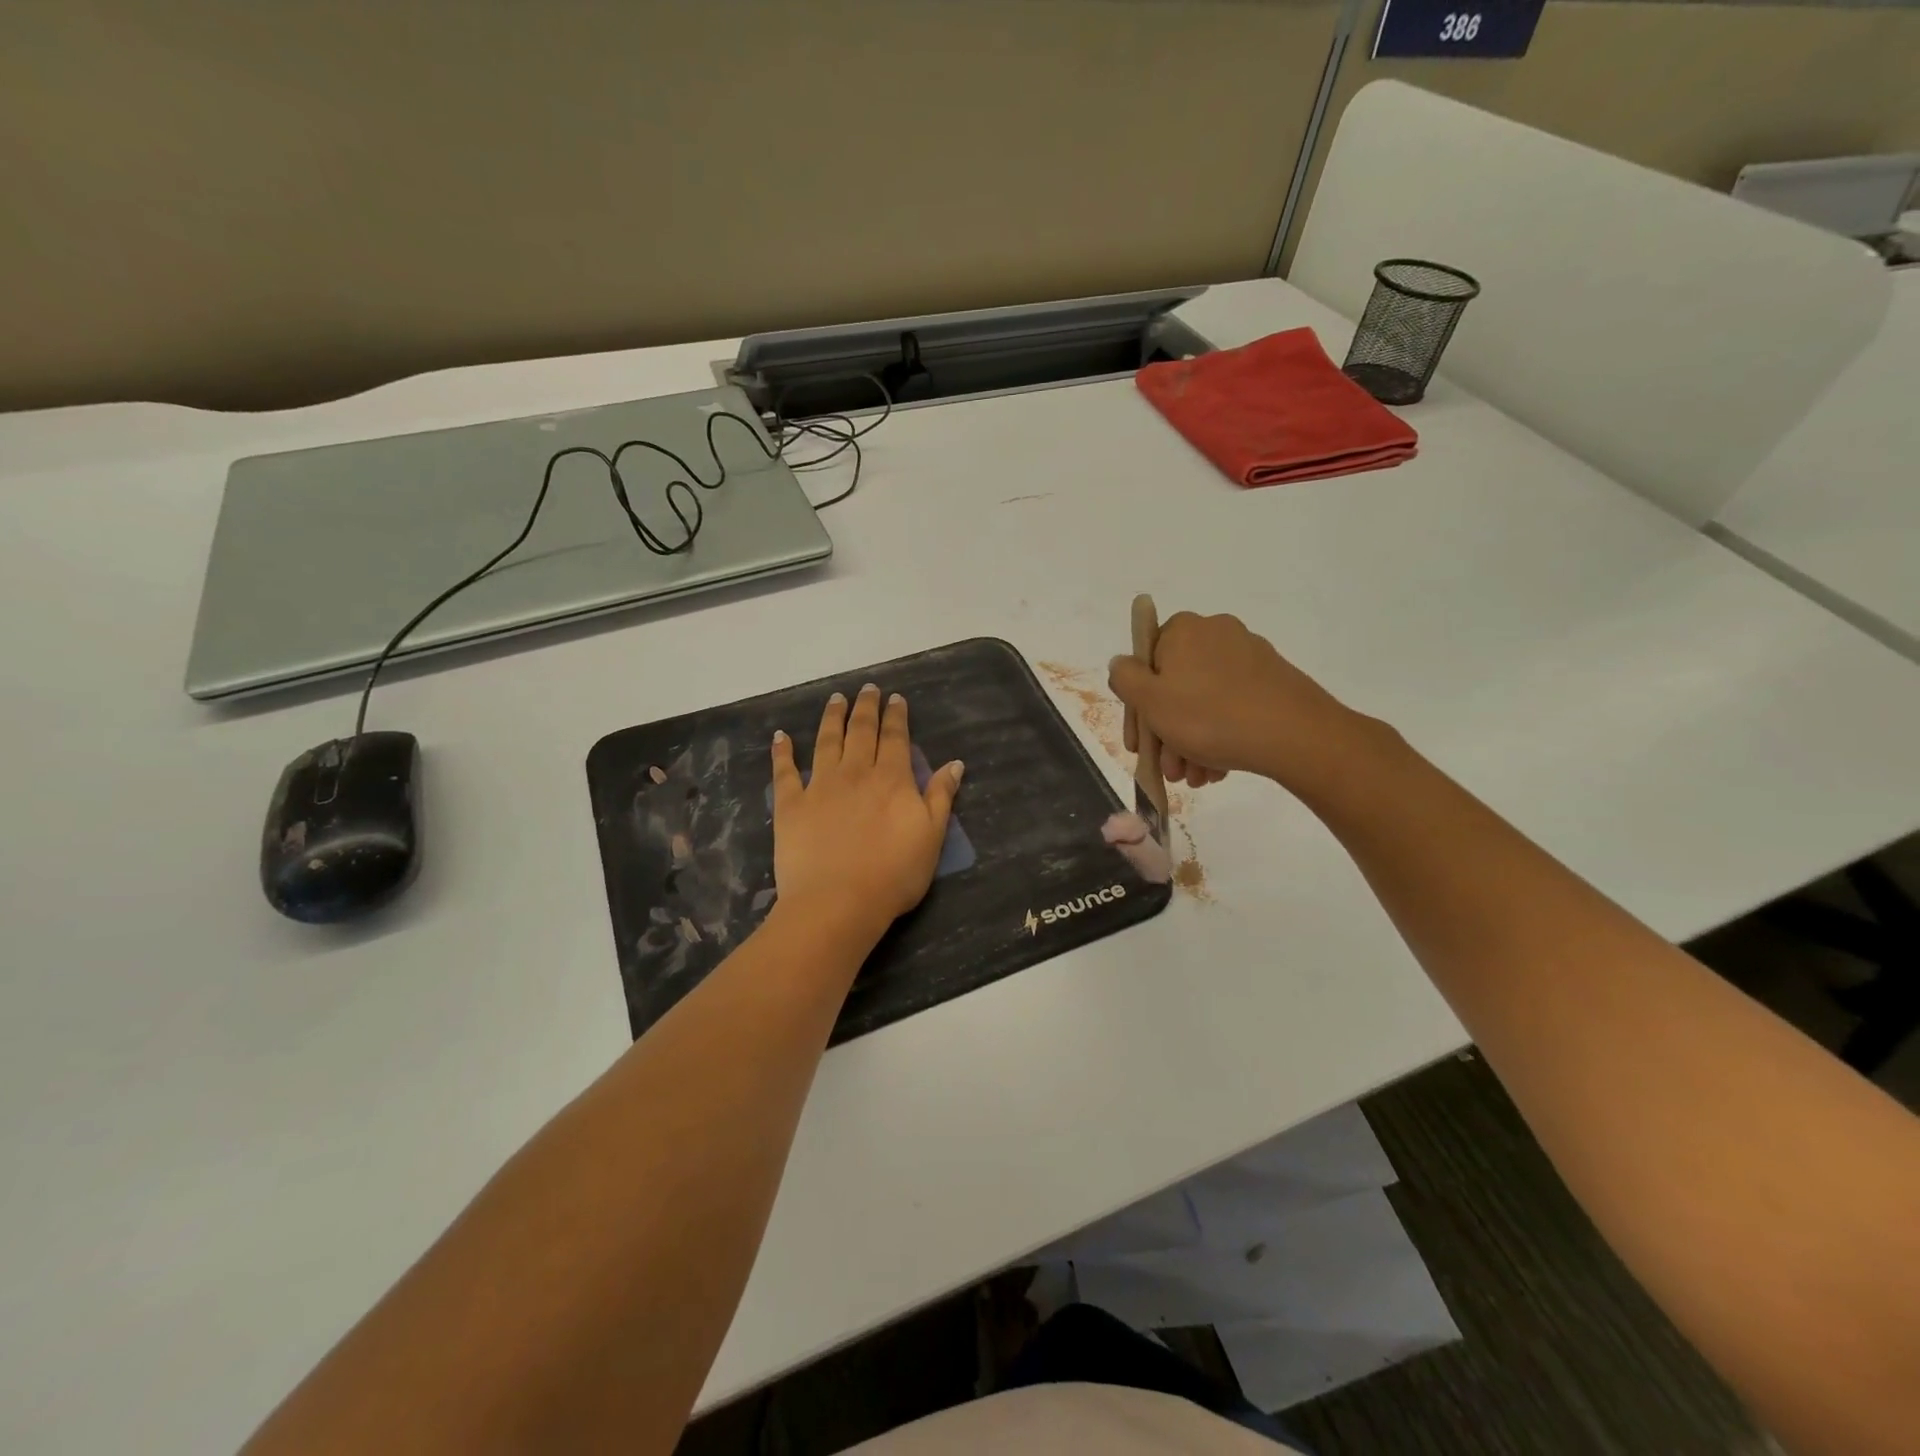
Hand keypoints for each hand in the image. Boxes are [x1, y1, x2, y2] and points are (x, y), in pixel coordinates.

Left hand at [770, 684, 962, 944]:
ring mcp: (820, 786)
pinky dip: (782, 752)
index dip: (896, 716)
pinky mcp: (790, 805)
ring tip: (835, 699)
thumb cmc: (894, 874)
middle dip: (865, 708)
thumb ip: (941, 797)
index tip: (895, 698)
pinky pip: (785, 771)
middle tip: (867, 688)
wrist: (838, 902)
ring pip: (826, 742)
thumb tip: (954, 763)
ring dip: (831, 718)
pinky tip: (781, 736)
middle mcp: (856, 773)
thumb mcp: (932, 837)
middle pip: (861, 732)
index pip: (895, 738)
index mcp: (892, 780)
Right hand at [1108, 611, 1357, 788]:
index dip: (1137, 707)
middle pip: (1175, 686)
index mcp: (1183, 630)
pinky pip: (1231, 705)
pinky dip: (1219, 734)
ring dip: (1191, 741)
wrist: (1295, 735)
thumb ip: (1125, 678)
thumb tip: (1121, 664)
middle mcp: (1216, 633)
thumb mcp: (1151, 701)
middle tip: (1169, 769)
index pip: (1145, 663)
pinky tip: (1217, 768)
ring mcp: (1248, 655)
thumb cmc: (1209, 717)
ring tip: (1195, 777)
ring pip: (1203, 700)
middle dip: (1167, 733)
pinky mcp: (1272, 678)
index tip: (1139, 744)